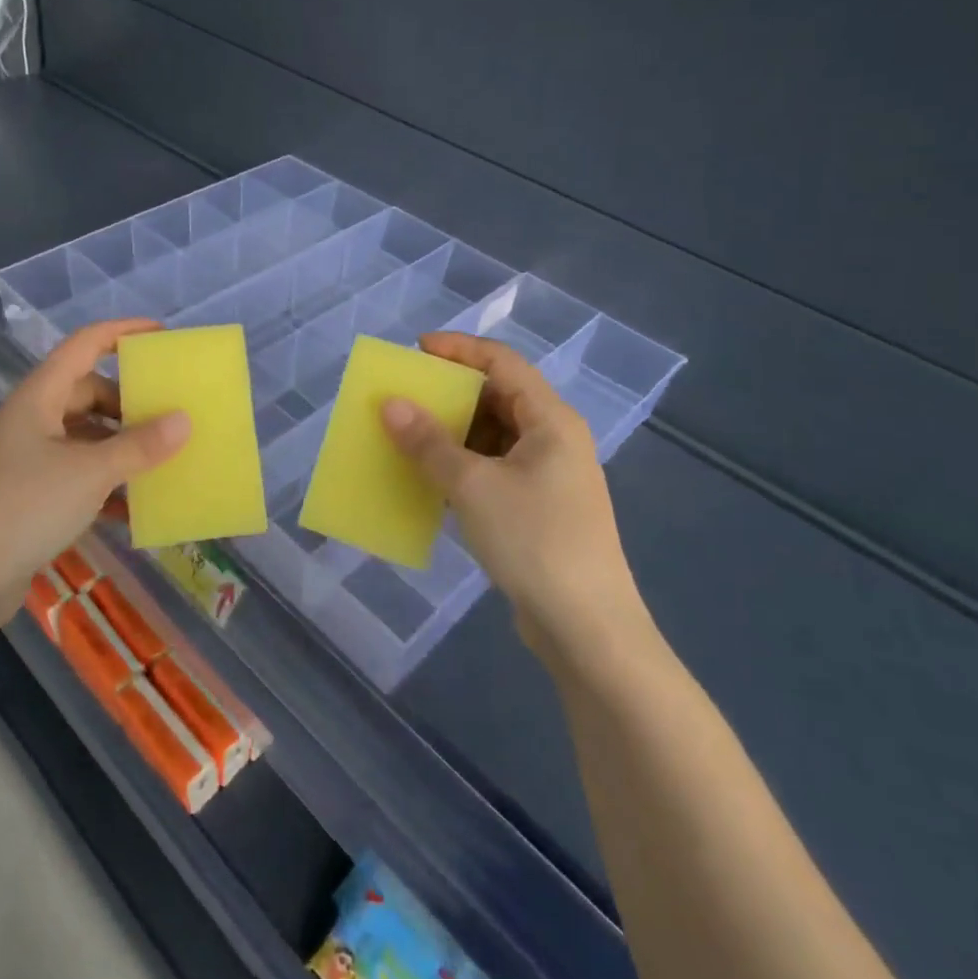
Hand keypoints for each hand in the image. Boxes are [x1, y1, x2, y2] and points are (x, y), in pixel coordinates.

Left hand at [0, 320, 189, 636]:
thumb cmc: (25, 507)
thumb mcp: (90, 472)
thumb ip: (139, 446)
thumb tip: (184, 419)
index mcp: (39, 397)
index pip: (84, 345)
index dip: (122, 332)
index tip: (161, 334)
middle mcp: (32, 419)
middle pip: (87, 392)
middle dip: (128, 401)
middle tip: (168, 413)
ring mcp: (28, 458)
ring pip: (84, 436)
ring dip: (120, 445)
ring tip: (161, 458)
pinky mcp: (29, 495)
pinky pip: (77, 474)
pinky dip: (105, 483)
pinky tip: (134, 506)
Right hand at [380, 334, 648, 659]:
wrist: (587, 629)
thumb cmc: (535, 541)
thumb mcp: (474, 486)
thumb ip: (429, 443)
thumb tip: (390, 404)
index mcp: (551, 420)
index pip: (502, 363)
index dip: (459, 349)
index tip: (415, 350)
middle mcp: (553, 439)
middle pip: (498, 397)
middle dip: (450, 393)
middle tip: (405, 394)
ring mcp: (547, 476)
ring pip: (493, 436)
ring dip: (452, 432)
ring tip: (407, 434)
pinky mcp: (537, 508)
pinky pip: (492, 469)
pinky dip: (461, 465)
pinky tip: (429, 477)